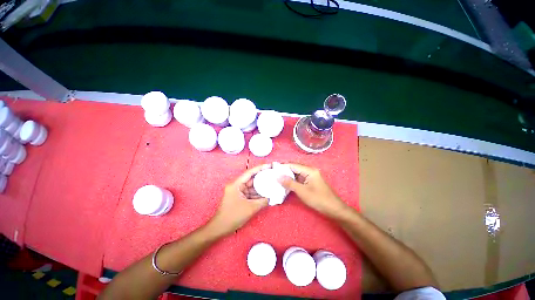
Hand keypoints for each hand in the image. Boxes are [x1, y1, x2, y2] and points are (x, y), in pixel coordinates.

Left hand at [208, 164, 269, 235]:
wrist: (220, 228)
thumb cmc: (233, 216)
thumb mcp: (250, 208)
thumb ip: (263, 201)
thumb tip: (272, 197)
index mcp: (236, 184)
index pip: (249, 173)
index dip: (259, 168)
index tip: (269, 166)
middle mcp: (236, 186)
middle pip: (251, 179)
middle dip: (261, 178)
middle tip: (272, 175)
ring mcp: (237, 192)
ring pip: (251, 187)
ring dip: (260, 187)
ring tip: (271, 184)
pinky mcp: (239, 197)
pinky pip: (250, 193)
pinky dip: (257, 194)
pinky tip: (266, 194)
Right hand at [278, 163, 348, 217]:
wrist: (334, 209)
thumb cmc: (318, 199)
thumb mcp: (302, 191)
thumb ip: (289, 183)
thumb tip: (278, 176)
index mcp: (309, 170)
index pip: (293, 165)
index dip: (283, 166)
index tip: (273, 168)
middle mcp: (310, 171)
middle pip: (295, 167)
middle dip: (285, 170)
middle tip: (274, 173)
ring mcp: (311, 176)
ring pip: (297, 173)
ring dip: (288, 175)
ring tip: (278, 177)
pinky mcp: (311, 182)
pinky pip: (300, 178)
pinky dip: (293, 180)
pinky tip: (286, 182)